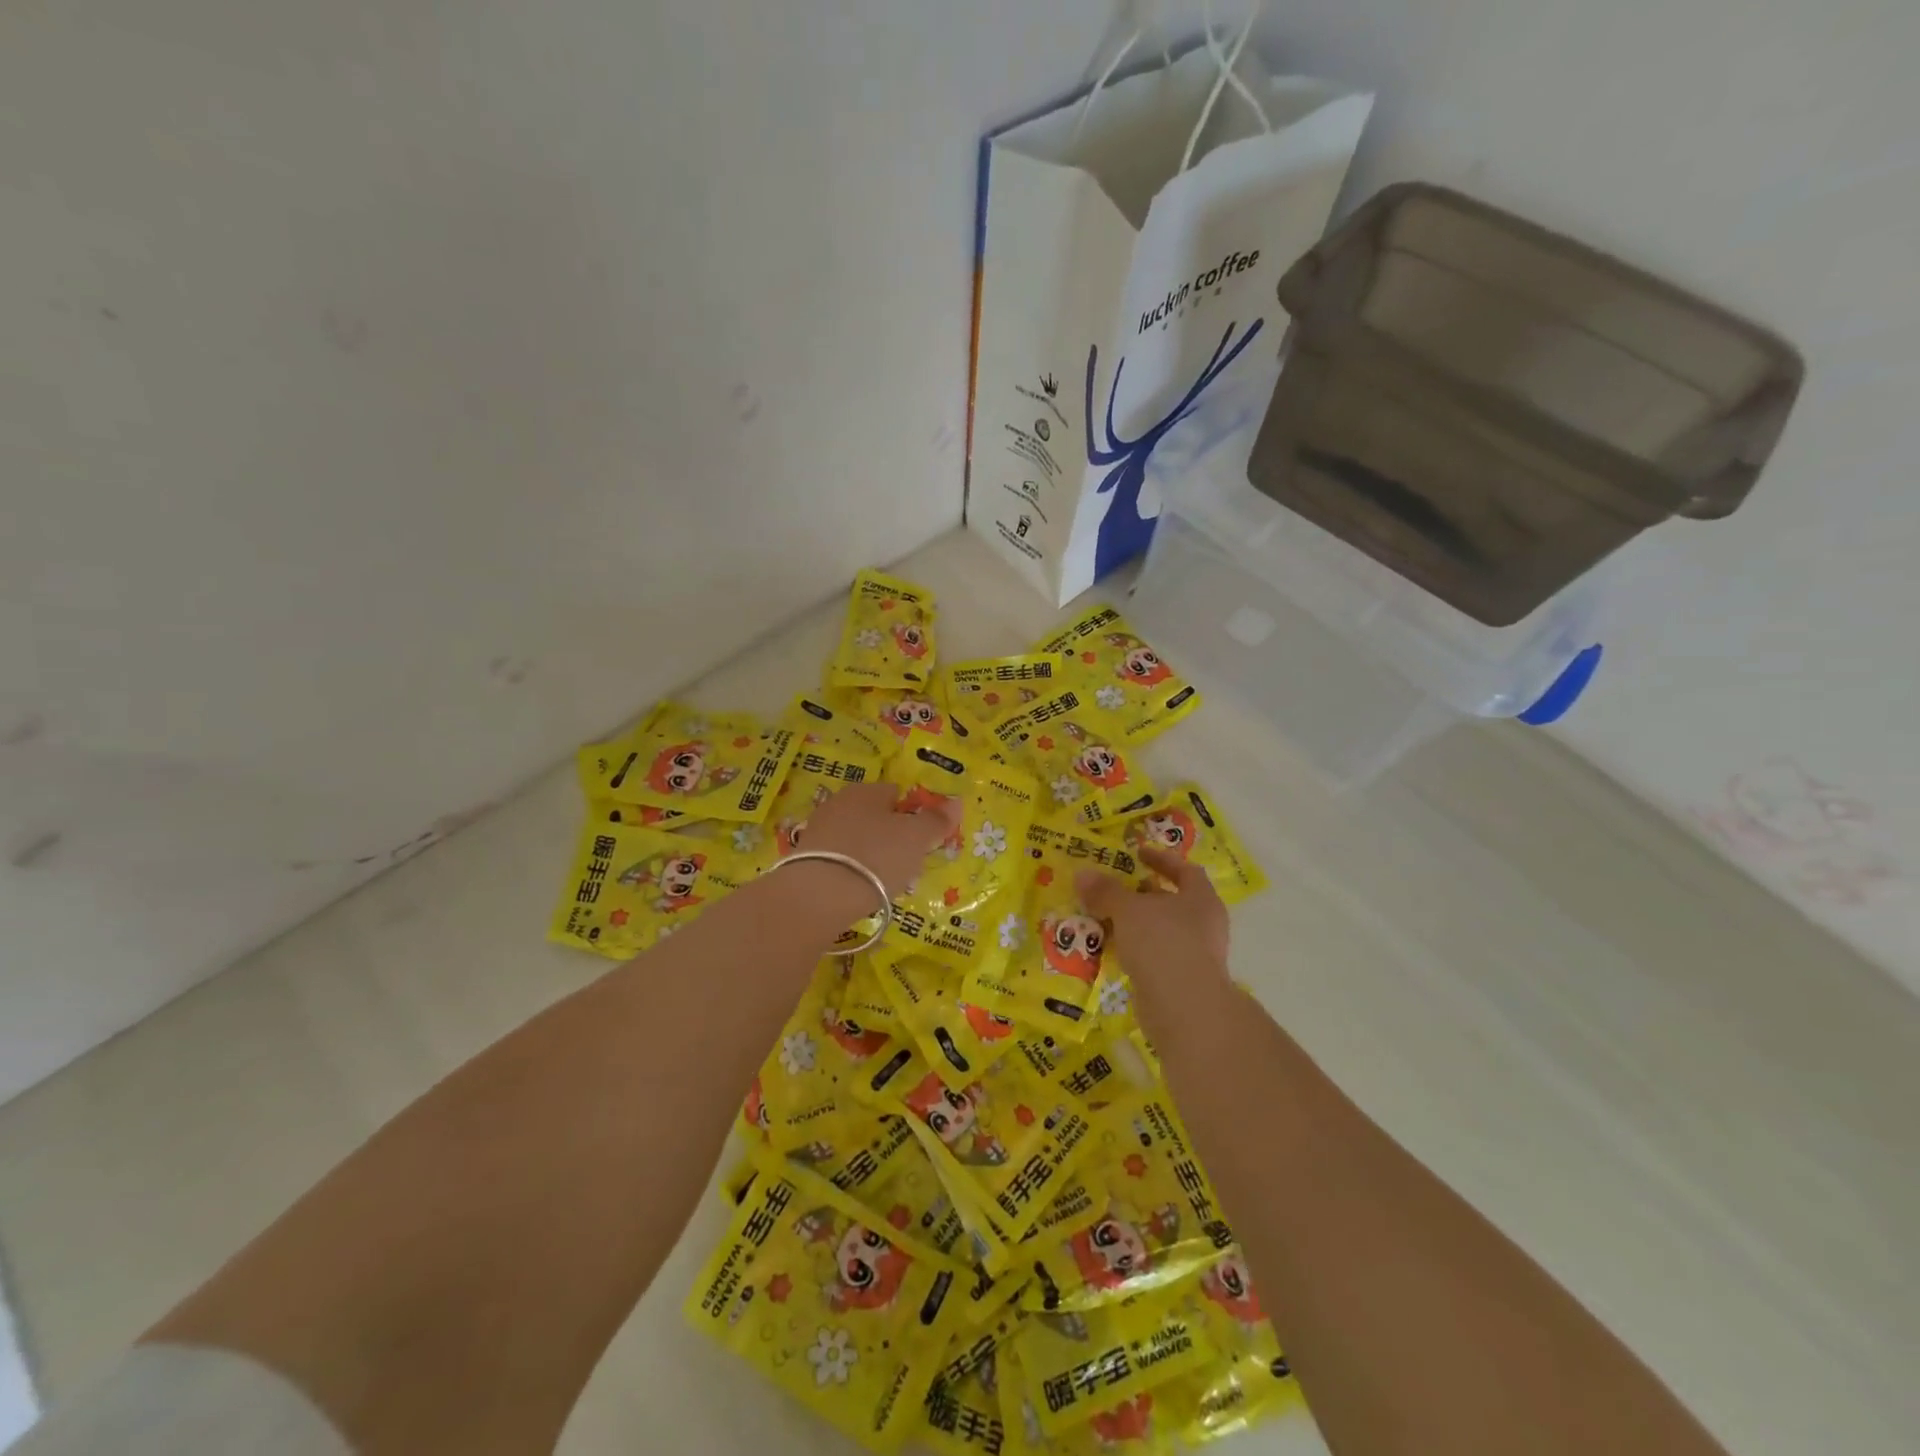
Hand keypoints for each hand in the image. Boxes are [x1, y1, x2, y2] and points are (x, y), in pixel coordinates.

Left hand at [798, 781, 962, 899]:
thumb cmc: (876, 857)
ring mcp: (818, 829)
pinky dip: (851, 871)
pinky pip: (839, 859)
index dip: (913, 815)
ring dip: (871, 855)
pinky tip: (858, 890)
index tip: (922, 841)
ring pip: (857, 838)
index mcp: (867, 790)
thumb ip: (936, 820)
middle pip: (875, 816)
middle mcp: (839, 802)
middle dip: (891, 836)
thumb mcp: (917, 838)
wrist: (819, 895)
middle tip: (906, 863)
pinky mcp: (804, 857)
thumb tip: (955, 802)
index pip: (896, 793)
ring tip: (884, 882)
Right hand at [1076, 848, 1231, 991]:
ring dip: (1135, 924)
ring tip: (1103, 917)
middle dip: (1142, 894)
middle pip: (1172, 901)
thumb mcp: (1128, 910)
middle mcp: (1204, 924)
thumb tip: (1083, 874)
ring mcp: (1195, 955)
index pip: (1185, 870)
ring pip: (1160, 930)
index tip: (1137, 853)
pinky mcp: (1181, 981)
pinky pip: (1154, 956)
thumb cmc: (1162, 943)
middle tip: (1113, 887)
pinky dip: (1134, 950)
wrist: (1184, 1009)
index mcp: (1201, 899)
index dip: (1161, 859)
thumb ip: (1106, 891)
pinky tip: (1110, 949)